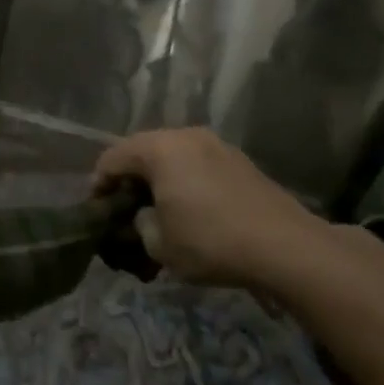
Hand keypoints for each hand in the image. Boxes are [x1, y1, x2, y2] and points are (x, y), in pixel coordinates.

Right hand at [94, 128, 325, 287]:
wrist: (287, 248)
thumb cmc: (210, 241)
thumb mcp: (158, 243)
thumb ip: (139, 223)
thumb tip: (144, 217)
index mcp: (159, 149)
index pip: (111, 158)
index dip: (98, 184)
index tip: (96, 210)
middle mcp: (185, 136)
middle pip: (141, 151)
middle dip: (128, 178)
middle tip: (123, 208)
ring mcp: (217, 145)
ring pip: (172, 156)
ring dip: (158, 178)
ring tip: (156, 209)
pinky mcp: (240, 162)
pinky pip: (197, 164)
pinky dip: (184, 181)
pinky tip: (188, 208)